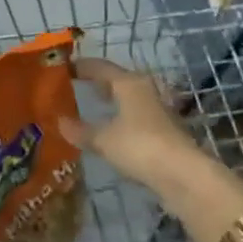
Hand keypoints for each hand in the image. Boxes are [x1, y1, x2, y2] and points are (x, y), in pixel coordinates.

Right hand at [62, 58, 215, 197]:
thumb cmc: (139, 146)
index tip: (63, 68)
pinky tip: (112, 129)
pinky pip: (136, 115)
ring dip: (112, 100)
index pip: (100, 66)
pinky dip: (121, 116)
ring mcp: (157, 110)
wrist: (183, 174)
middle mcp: (145, 90)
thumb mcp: (103, 139)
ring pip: (129, 97)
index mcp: (128, 83)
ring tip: (93, 105)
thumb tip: (60, 122)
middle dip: (97, 82)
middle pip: (117, 79)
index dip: (81, 66)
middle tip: (75, 86)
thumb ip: (81, 130)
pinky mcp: (164, 130)